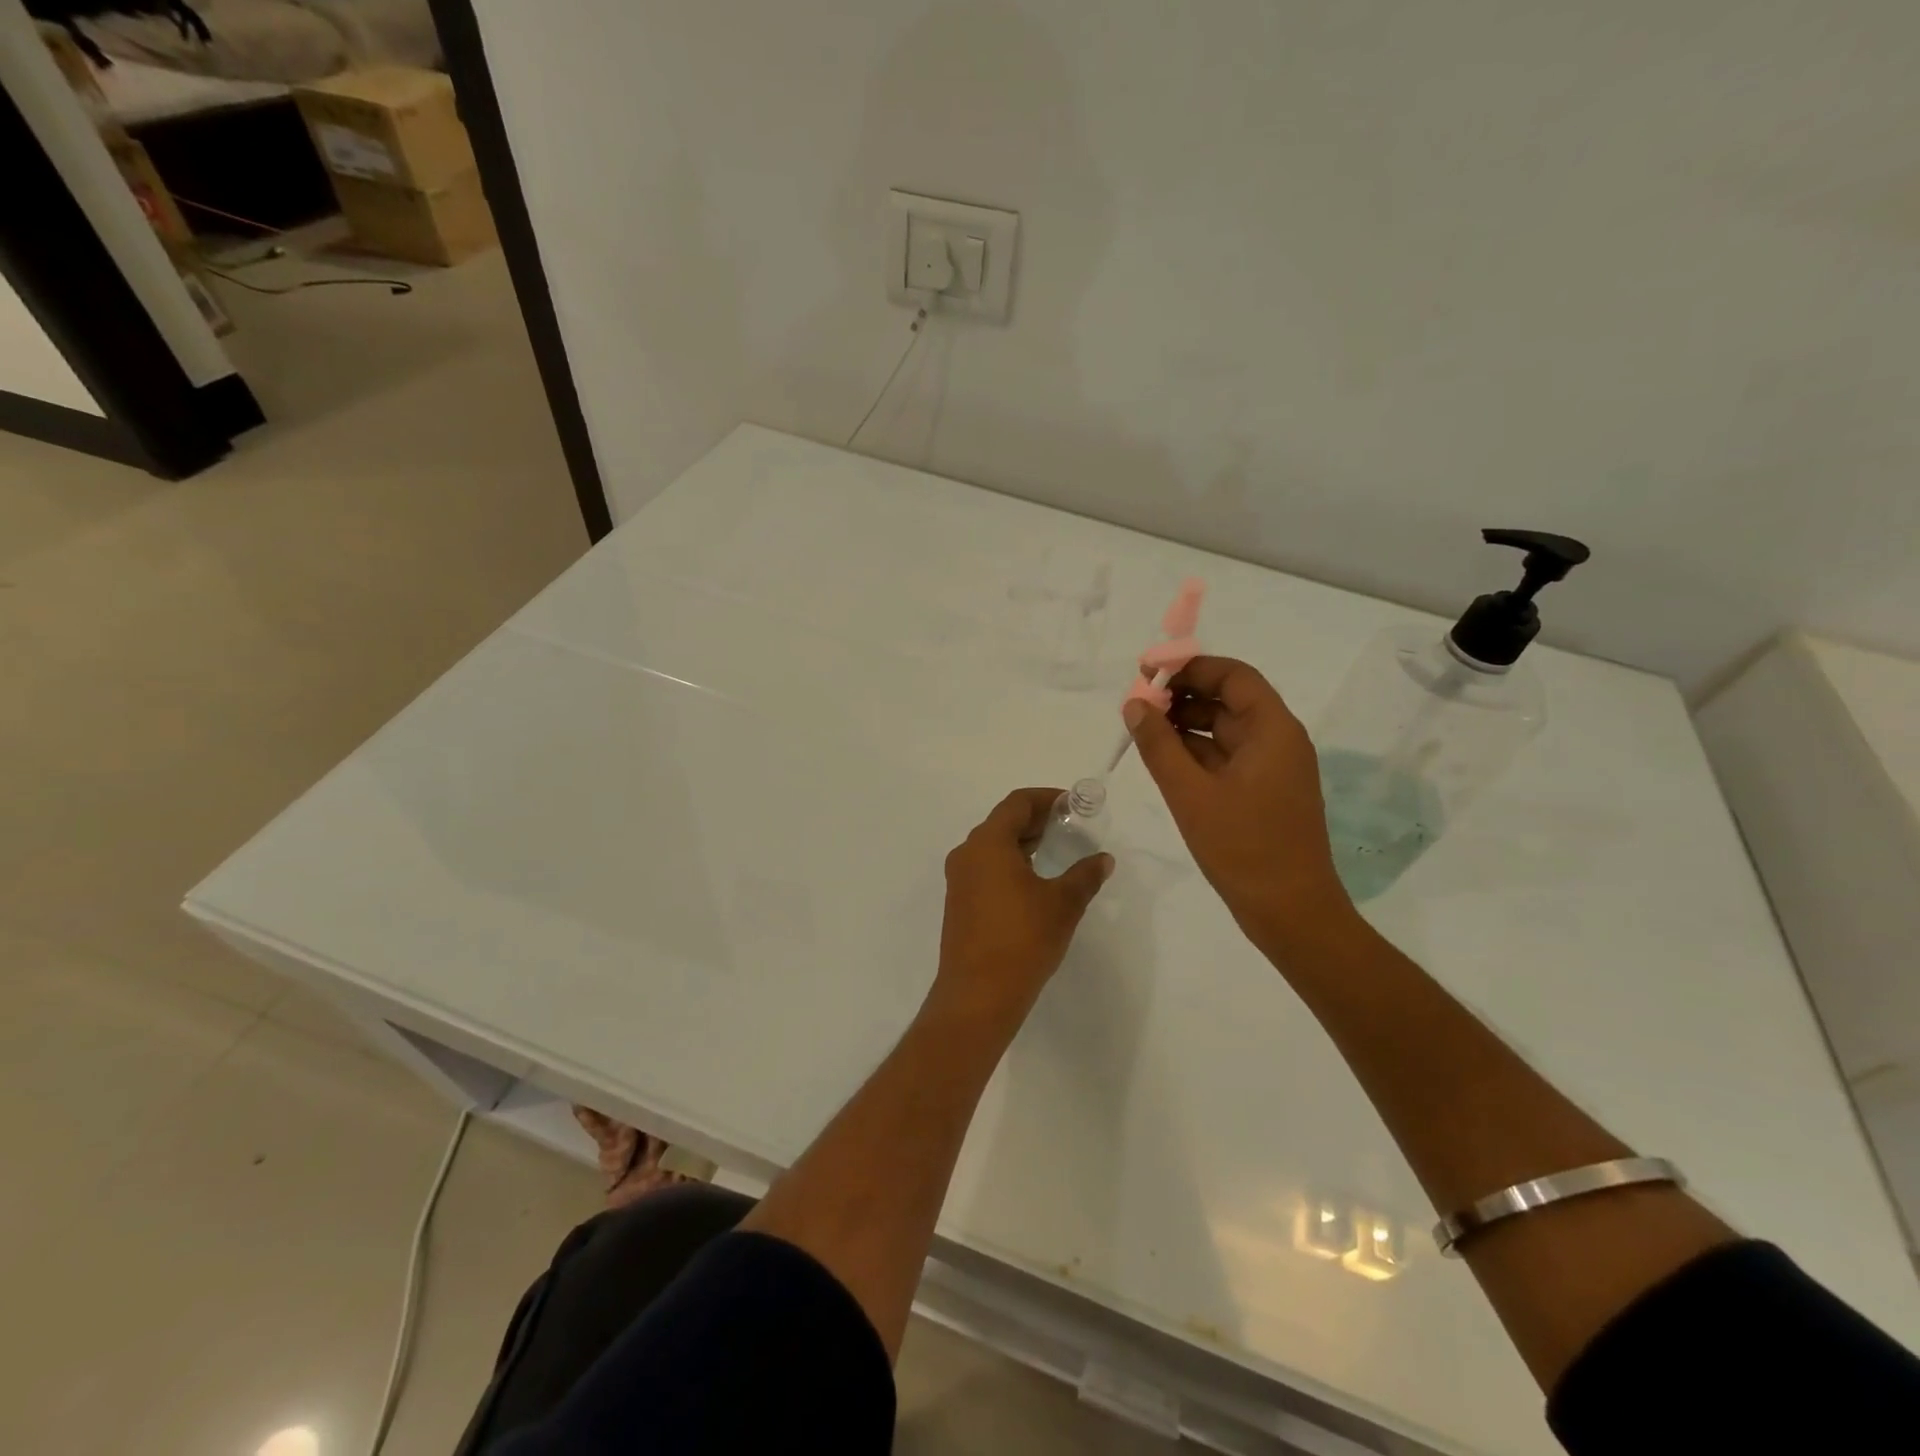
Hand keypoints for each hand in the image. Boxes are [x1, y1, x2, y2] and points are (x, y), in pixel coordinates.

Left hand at [931, 788, 1113, 1027]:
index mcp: (988, 843)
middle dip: (1036, 820)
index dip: (1046, 798)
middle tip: (1069, 826)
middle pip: (1002, 822)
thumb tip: (1102, 859)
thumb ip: (1085, 875)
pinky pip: (986, 869)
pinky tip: (1034, 882)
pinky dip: (1010, 864)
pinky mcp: (959, 903)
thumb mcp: (1063, 904)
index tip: (1072, 804)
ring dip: (1023, 843)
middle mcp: (967, 854)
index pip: (1017, 803)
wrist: (978, 995)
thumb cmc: (1022, 939)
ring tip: (1056, 851)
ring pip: (992, 847)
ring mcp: (959, 880)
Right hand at [1122, 656, 1354, 952]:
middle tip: (1137, 705)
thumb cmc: (1243, 847)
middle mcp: (1277, 740)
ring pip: (1224, 729)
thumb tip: (1134, 704)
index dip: (1190, 666)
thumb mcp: (1190, 793)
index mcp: (1272, 730)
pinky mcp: (1262, 793)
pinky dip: (1195, 752)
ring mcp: (1271, 768)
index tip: (1147, 673)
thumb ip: (1159, 745)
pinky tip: (1163, 758)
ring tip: (1142, 731)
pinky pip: (1226, 757)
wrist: (1290, 912)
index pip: (1233, 675)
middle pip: (1228, 699)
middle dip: (1182, 696)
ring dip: (1185, 724)